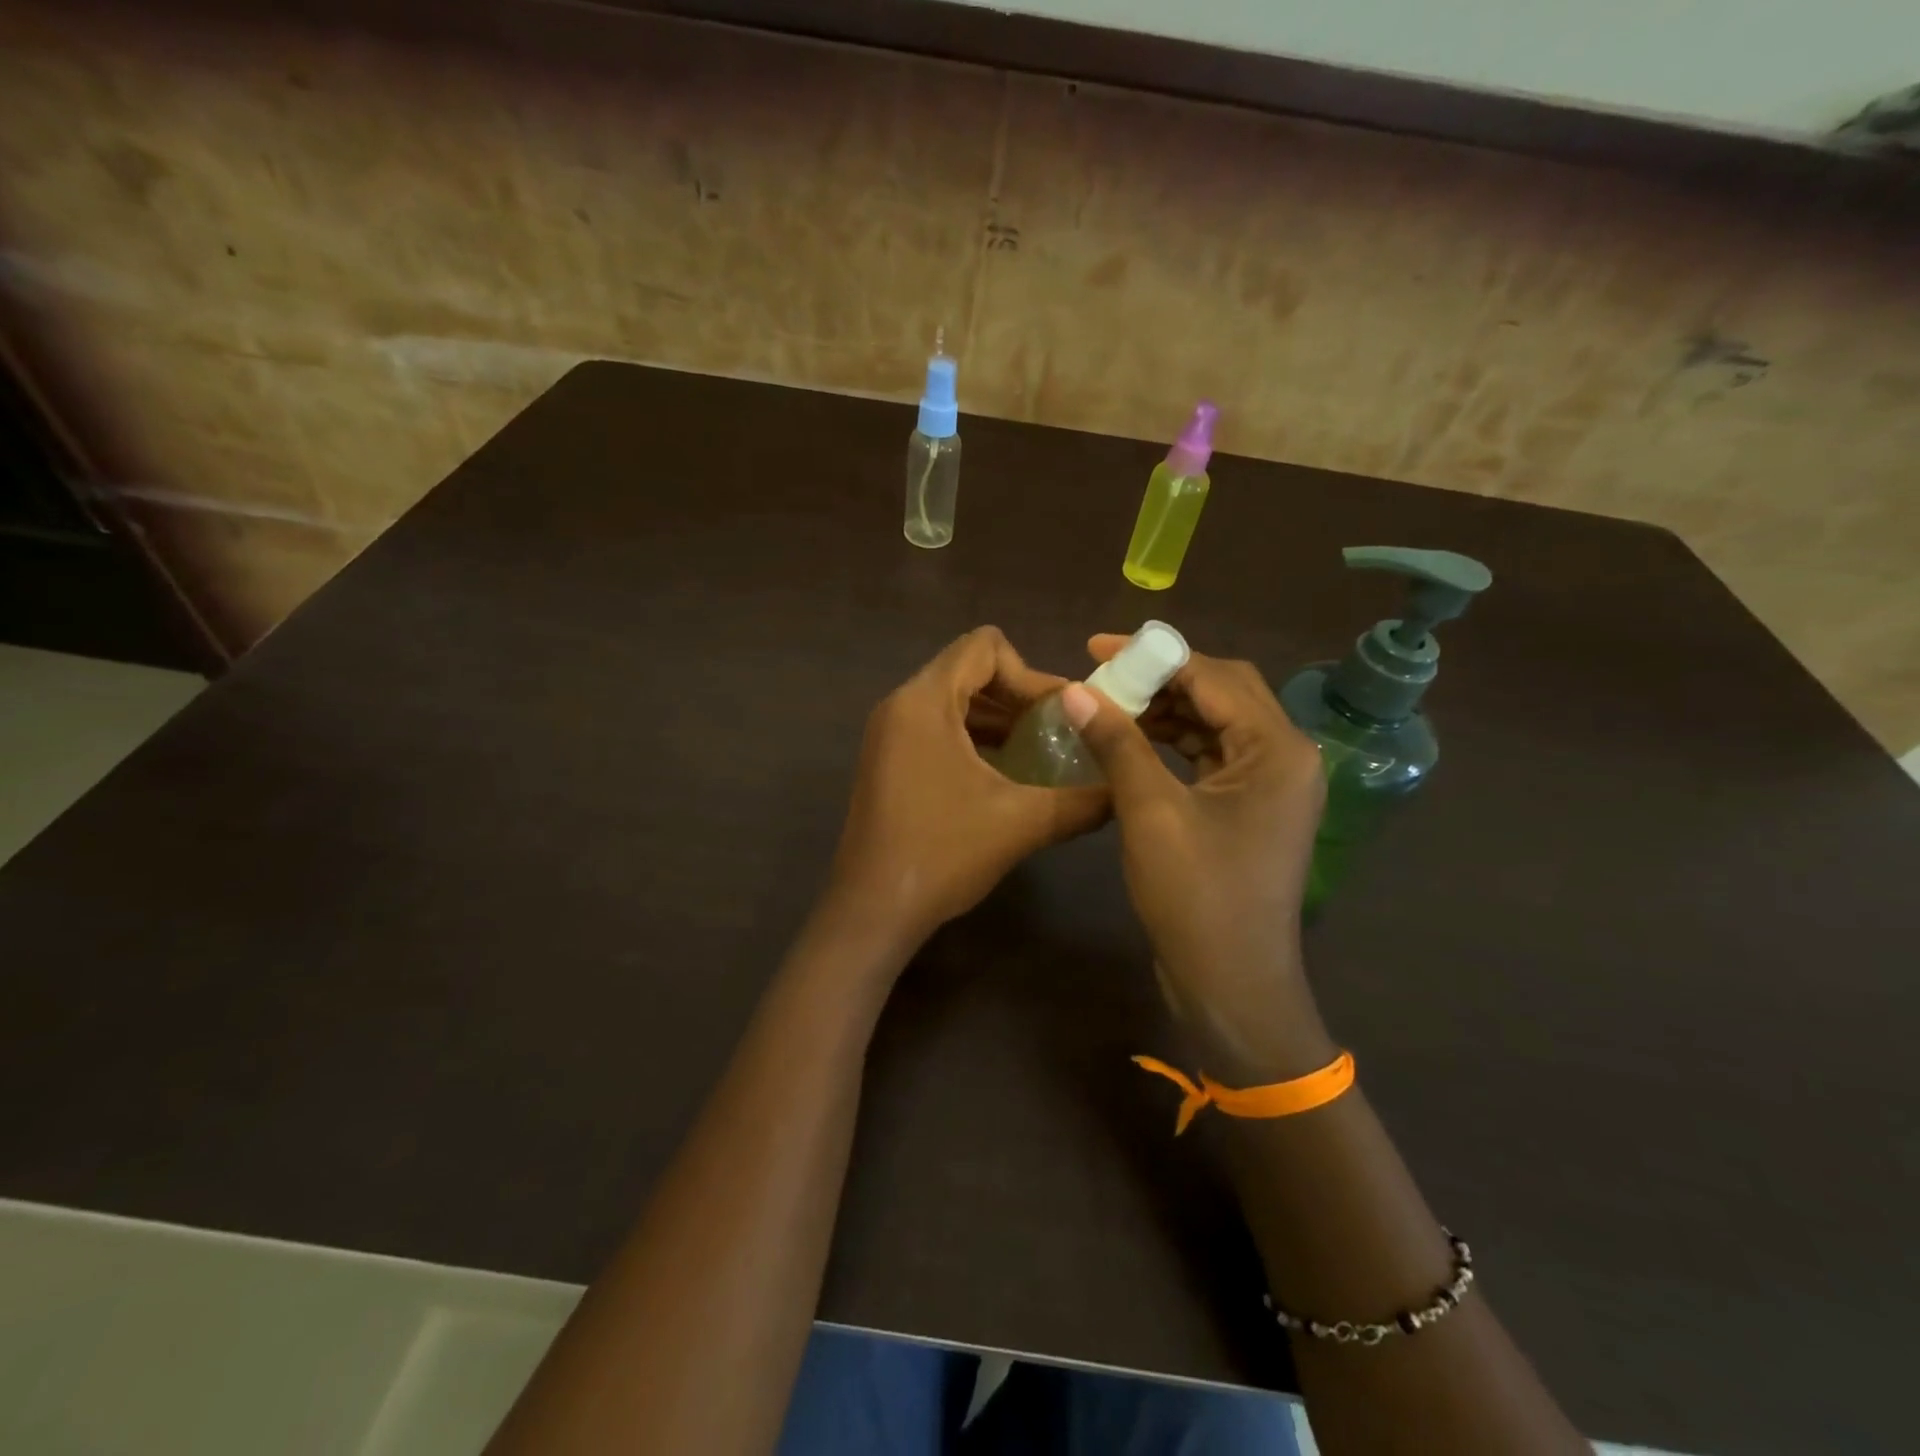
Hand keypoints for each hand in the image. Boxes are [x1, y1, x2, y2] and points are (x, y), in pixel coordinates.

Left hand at [822, 627, 1107, 958]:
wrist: (873, 910)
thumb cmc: (943, 854)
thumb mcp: (1022, 823)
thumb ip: (1081, 802)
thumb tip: (1124, 791)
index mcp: (925, 701)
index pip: (984, 647)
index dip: (1030, 672)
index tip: (1060, 714)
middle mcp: (900, 705)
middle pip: (968, 669)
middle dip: (1017, 695)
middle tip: (1058, 730)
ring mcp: (888, 734)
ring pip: (952, 700)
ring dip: (997, 717)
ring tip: (1038, 751)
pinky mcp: (887, 761)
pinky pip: (936, 727)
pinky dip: (973, 737)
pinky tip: (1003, 773)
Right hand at [1062, 638, 1333, 1077]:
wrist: (1233, 987)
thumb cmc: (1197, 898)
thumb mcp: (1150, 813)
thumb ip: (1117, 743)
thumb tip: (1074, 690)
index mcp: (1277, 749)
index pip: (1214, 676)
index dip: (1154, 654)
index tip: (1095, 647)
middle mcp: (1286, 757)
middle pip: (1222, 693)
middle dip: (1162, 678)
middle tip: (1102, 674)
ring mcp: (1272, 786)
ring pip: (1216, 724)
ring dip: (1165, 711)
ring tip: (1109, 705)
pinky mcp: (1252, 810)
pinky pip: (1212, 757)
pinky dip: (1173, 744)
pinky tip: (1132, 744)